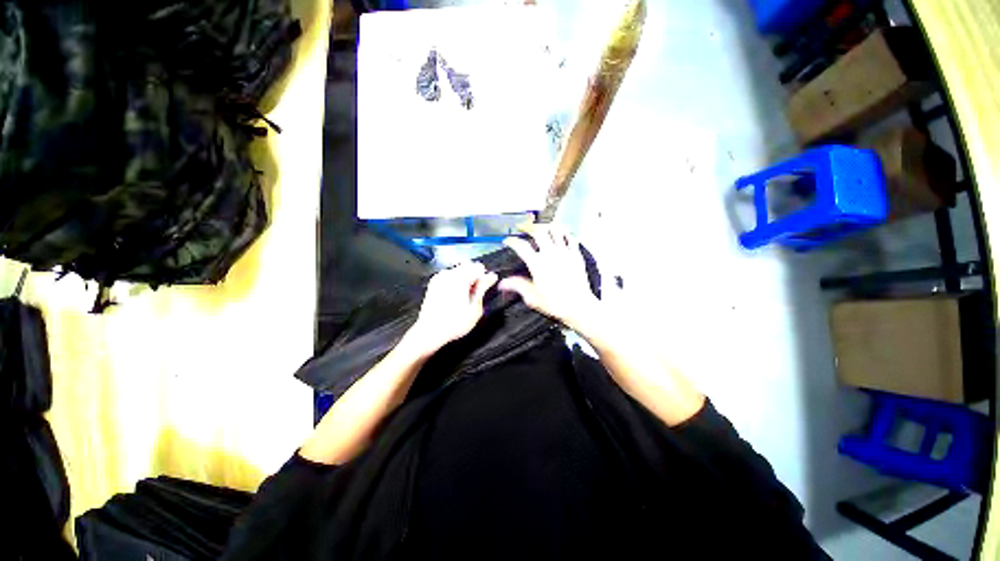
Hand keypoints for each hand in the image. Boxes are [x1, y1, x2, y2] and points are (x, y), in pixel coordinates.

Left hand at [405, 262, 497, 356]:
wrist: (430, 331)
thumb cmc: (454, 323)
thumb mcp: (475, 308)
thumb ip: (483, 288)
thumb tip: (491, 276)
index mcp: (460, 277)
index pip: (479, 267)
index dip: (484, 278)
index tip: (483, 290)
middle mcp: (448, 273)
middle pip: (468, 266)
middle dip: (474, 278)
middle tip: (473, 296)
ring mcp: (439, 277)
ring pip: (459, 271)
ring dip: (464, 281)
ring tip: (463, 299)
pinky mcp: (434, 283)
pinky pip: (449, 277)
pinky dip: (455, 284)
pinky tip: (454, 299)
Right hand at [499, 224, 601, 332]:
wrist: (578, 305)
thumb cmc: (555, 303)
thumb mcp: (532, 297)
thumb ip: (517, 286)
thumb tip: (503, 283)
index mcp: (537, 263)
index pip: (521, 246)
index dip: (512, 241)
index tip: (508, 241)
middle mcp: (550, 253)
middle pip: (538, 231)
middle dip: (528, 227)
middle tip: (523, 227)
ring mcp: (564, 252)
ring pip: (555, 230)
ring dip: (546, 226)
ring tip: (542, 227)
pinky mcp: (576, 255)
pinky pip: (571, 238)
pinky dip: (565, 233)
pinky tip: (562, 234)